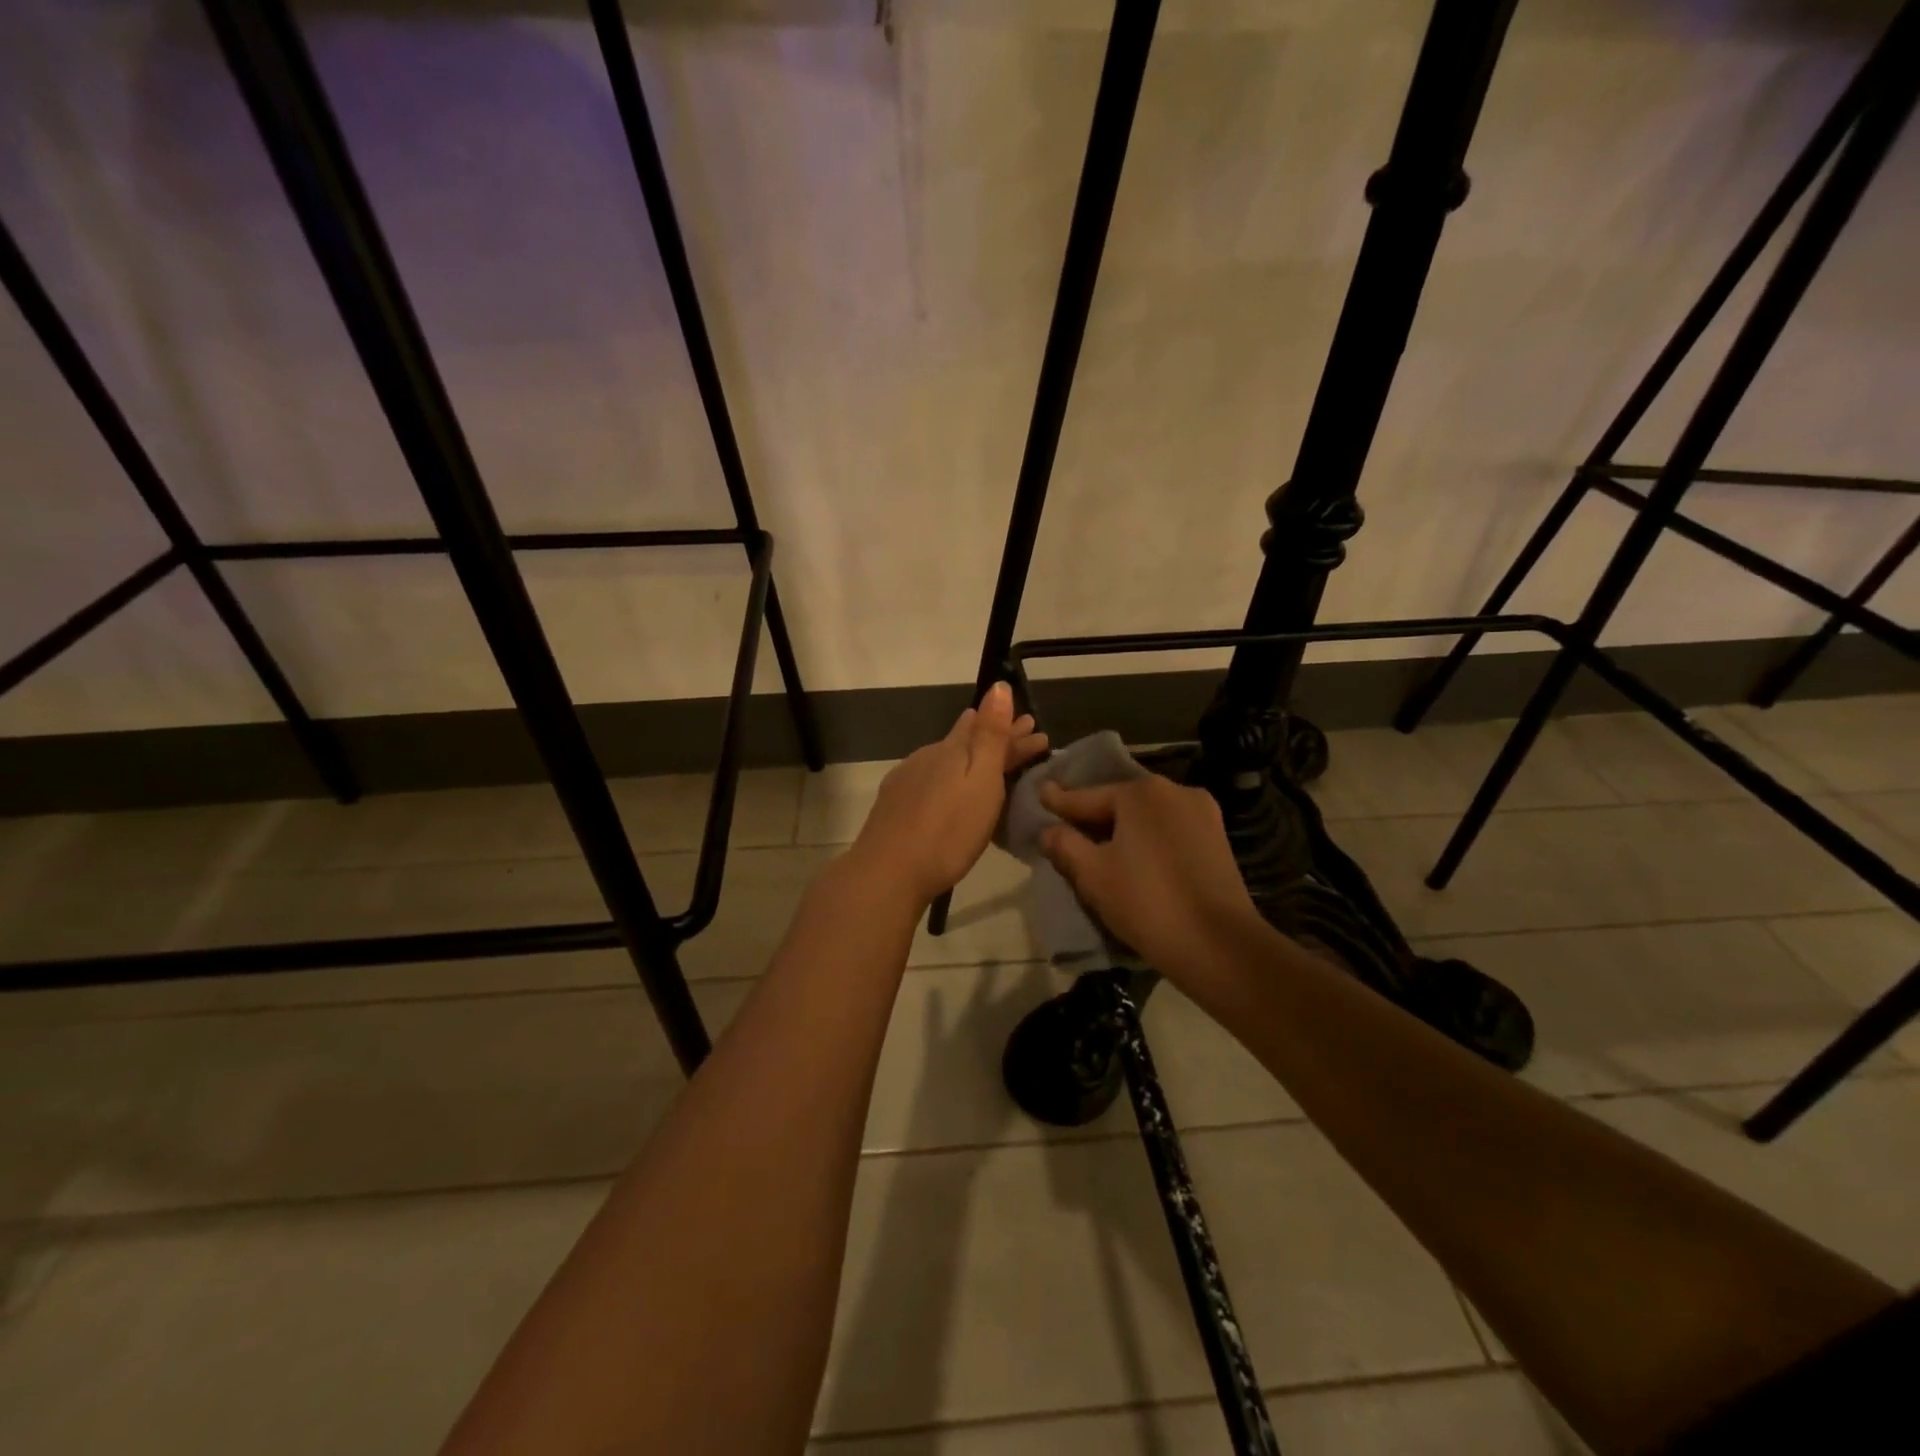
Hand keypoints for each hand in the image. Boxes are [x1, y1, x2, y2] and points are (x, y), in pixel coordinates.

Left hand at [849, 683, 1048, 904]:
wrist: (887, 872)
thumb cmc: (947, 831)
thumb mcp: (979, 781)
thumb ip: (989, 735)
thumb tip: (998, 686)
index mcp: (951, 750)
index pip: (988, 729)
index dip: (1014, 729)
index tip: (1038, 729)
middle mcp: (928, 756)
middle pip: (968, 741)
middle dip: (998, 739)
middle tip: (1026, 738)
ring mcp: (908, 779)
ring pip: (948, 758)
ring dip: (974, 757)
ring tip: (992, 760)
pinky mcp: (896, 803)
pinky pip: (932, 777)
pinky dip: (952, 775)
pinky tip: (950, 786)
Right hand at [1037, 775, 1262, 985]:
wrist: (1219, 945)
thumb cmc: (1146, 902)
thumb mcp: (1092, 874)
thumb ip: (1065, 845)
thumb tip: (1049, 831)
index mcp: (1141, 792)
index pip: (1087, 796)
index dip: (1060, 802)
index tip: (1040, 794)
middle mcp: (1174, 791)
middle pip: (1120, 802)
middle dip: (1093, 816)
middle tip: (1066, 828)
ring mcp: (1202, 813)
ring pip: (1147, 817)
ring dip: (1123, 829)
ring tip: (1099, 846)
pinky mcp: (1217, 839)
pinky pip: (1169, 831)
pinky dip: (1148, 840)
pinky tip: (1135, 858)